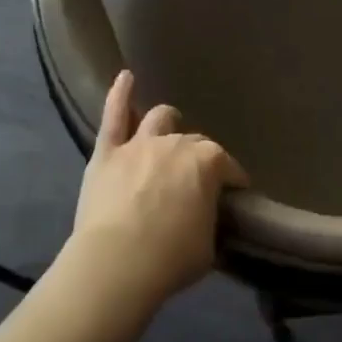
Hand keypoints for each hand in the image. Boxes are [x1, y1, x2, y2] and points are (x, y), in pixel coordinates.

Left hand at [67, 70, 248, 308]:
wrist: (116, 265)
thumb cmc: (171, 259)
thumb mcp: (209, 244)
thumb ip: (210, 218)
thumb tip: (207, 213)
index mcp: (208, 162)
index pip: (228, 167)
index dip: (233, 181)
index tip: (234, 195)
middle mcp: (176, 143)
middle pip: (194, 142)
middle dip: (199, 158)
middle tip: (196, 180)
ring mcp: (139, 144)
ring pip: (158, 119)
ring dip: (167, 121)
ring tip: (169, 126)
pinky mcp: (107, 153)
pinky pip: (113, 116)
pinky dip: (119, 95)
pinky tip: (125, 77)